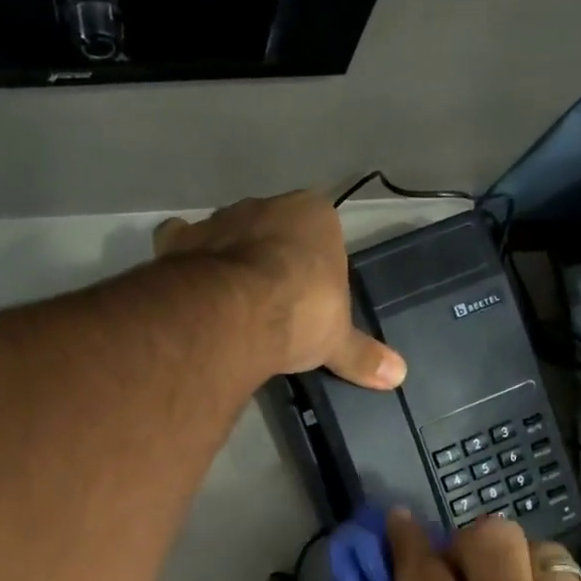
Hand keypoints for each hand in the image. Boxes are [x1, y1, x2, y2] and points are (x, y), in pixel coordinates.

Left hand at [154, 192, 405, 387]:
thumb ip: (363, 355)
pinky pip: (180, 241)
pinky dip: (183, 258)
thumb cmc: (299, 314)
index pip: (320, 233)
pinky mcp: (180, 240)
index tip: (310, 299)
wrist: (234, 314)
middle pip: (271, 229)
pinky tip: (188, 285)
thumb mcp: (336, 341)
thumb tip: (400, 376)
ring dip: (227, 257)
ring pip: (227, 232)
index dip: (314, 265)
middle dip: (270, 258)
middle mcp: (265, 205)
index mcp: (313, 214)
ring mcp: (218, 219)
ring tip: (229, 300)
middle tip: (271, 303)